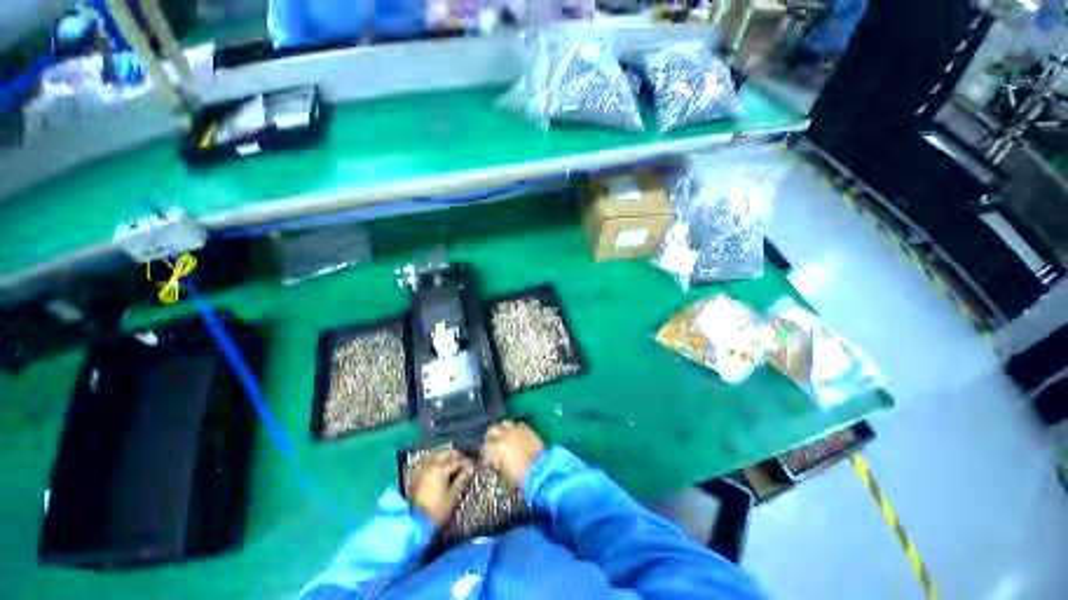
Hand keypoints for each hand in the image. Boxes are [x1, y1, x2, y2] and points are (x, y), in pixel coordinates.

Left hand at [411, 448, 473, 526]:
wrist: (416, 523)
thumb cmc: (437, 510)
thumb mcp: (453, 495)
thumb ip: (462, 479)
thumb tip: (470, 469)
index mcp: (441, 469)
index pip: (458, 461)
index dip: (467, 462)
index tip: (473, 465)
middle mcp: (431, 465)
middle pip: (447, 453)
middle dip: (457, 456)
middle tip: (464, 462)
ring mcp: (422, 469)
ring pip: (436, 454)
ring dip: (446, 456)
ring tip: (453, 462)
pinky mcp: (416, 475)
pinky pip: (427, 460)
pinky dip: (435, 460)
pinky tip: (438, 465)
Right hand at [482, 420, 545, 488]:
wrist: (542, 470)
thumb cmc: (521, 476)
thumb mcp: (504, 473)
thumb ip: (497, 462)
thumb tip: (495, 459)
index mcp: (498, 447)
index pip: (485, 446)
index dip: (485, 452)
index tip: (487, 456)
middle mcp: (506, 435)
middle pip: (492, 429)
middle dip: (491, 436)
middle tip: (492, 443)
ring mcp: (517, 430)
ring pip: (504, 423)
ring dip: (502, 429)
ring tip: (504, 436)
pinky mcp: (527, 428)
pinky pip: (517, 424)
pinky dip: (514, 428)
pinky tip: (516, 435)